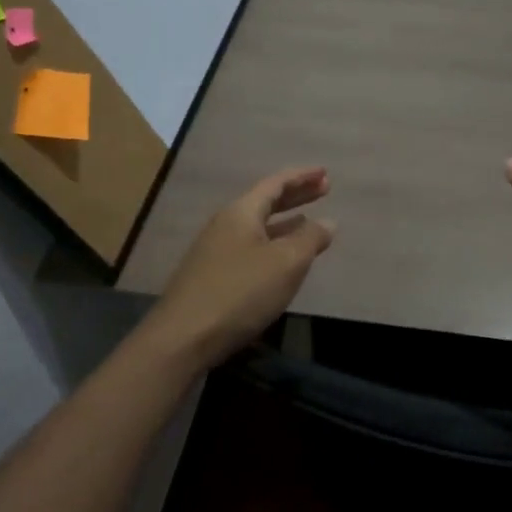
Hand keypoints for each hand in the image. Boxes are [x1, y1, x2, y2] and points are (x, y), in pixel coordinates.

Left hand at [144, 167, 335, 368]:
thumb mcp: (286, 263)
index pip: (276, 183)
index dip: (302, 177)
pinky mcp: (213, 276)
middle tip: (324, 190)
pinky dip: (273, 243)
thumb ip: (310, 238)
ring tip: (308, 220)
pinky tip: (283, 258)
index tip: (326, 173)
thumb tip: (328, 221)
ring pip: (258, 226)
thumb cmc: (240, 292)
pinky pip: (251, 247)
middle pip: (265, 201)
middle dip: (296, 195)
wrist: (183, 338)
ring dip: (285, 221)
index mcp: (241, 212)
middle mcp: (225, 225)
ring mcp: (216, 251)